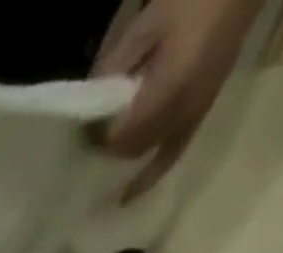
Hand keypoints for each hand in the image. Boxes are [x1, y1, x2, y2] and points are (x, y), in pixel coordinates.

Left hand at [96, 0, 262, 199]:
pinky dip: (149, 175)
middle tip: (89, 140)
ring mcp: (194, 116)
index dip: (98, 137)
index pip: (120, 135)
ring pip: (145, 155)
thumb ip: (115, 68)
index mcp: (168, 90)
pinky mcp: (200, 115)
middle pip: (131, 149)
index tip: (82, 131)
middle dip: (108, 148)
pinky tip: (128, 195)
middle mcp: (182, 112)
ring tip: (102, 156)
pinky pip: (171, 155)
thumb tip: (88, 105)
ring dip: (124, 156)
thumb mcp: (146, 26)